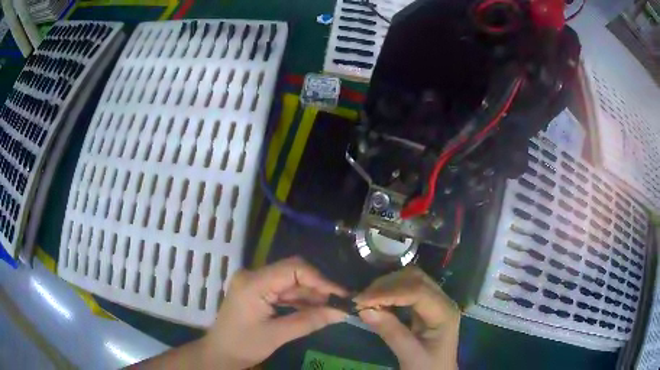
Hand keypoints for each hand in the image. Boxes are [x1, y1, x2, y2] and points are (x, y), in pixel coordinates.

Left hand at [204, 257, 346, 369]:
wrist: (220, 354)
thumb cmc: (244, 345)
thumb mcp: (277, 335)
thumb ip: (309, 321)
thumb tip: (341, 312)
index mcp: (253, 283)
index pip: (293, 269)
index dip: (320, 280)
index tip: (341, 295)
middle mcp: (253, 276)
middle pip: (293, 273)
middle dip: (318, 288)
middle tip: (340, 304)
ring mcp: (254, 283)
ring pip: (290, 283)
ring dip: (311, 295)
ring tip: (333, 308)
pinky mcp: (257, 292)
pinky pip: (283, 291)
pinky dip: (300, 301)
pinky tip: (315, 310)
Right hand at [355, 267, 459, 369]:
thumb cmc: (427, 368)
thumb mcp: (410, 355)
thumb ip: (391, 332)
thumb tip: (364, 310)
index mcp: (444, 313)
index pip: (417, 291)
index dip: (388, 292)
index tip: (362, 300)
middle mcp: (443, 301)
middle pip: (415, 278)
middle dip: (386, 285)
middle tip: (362, 299)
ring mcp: (436, 301)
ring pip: (411, 279)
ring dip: (387, 285)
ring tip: (367, 299)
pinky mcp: (426, 305)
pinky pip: (408, 289)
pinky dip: (390, 291)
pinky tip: (378, 300)